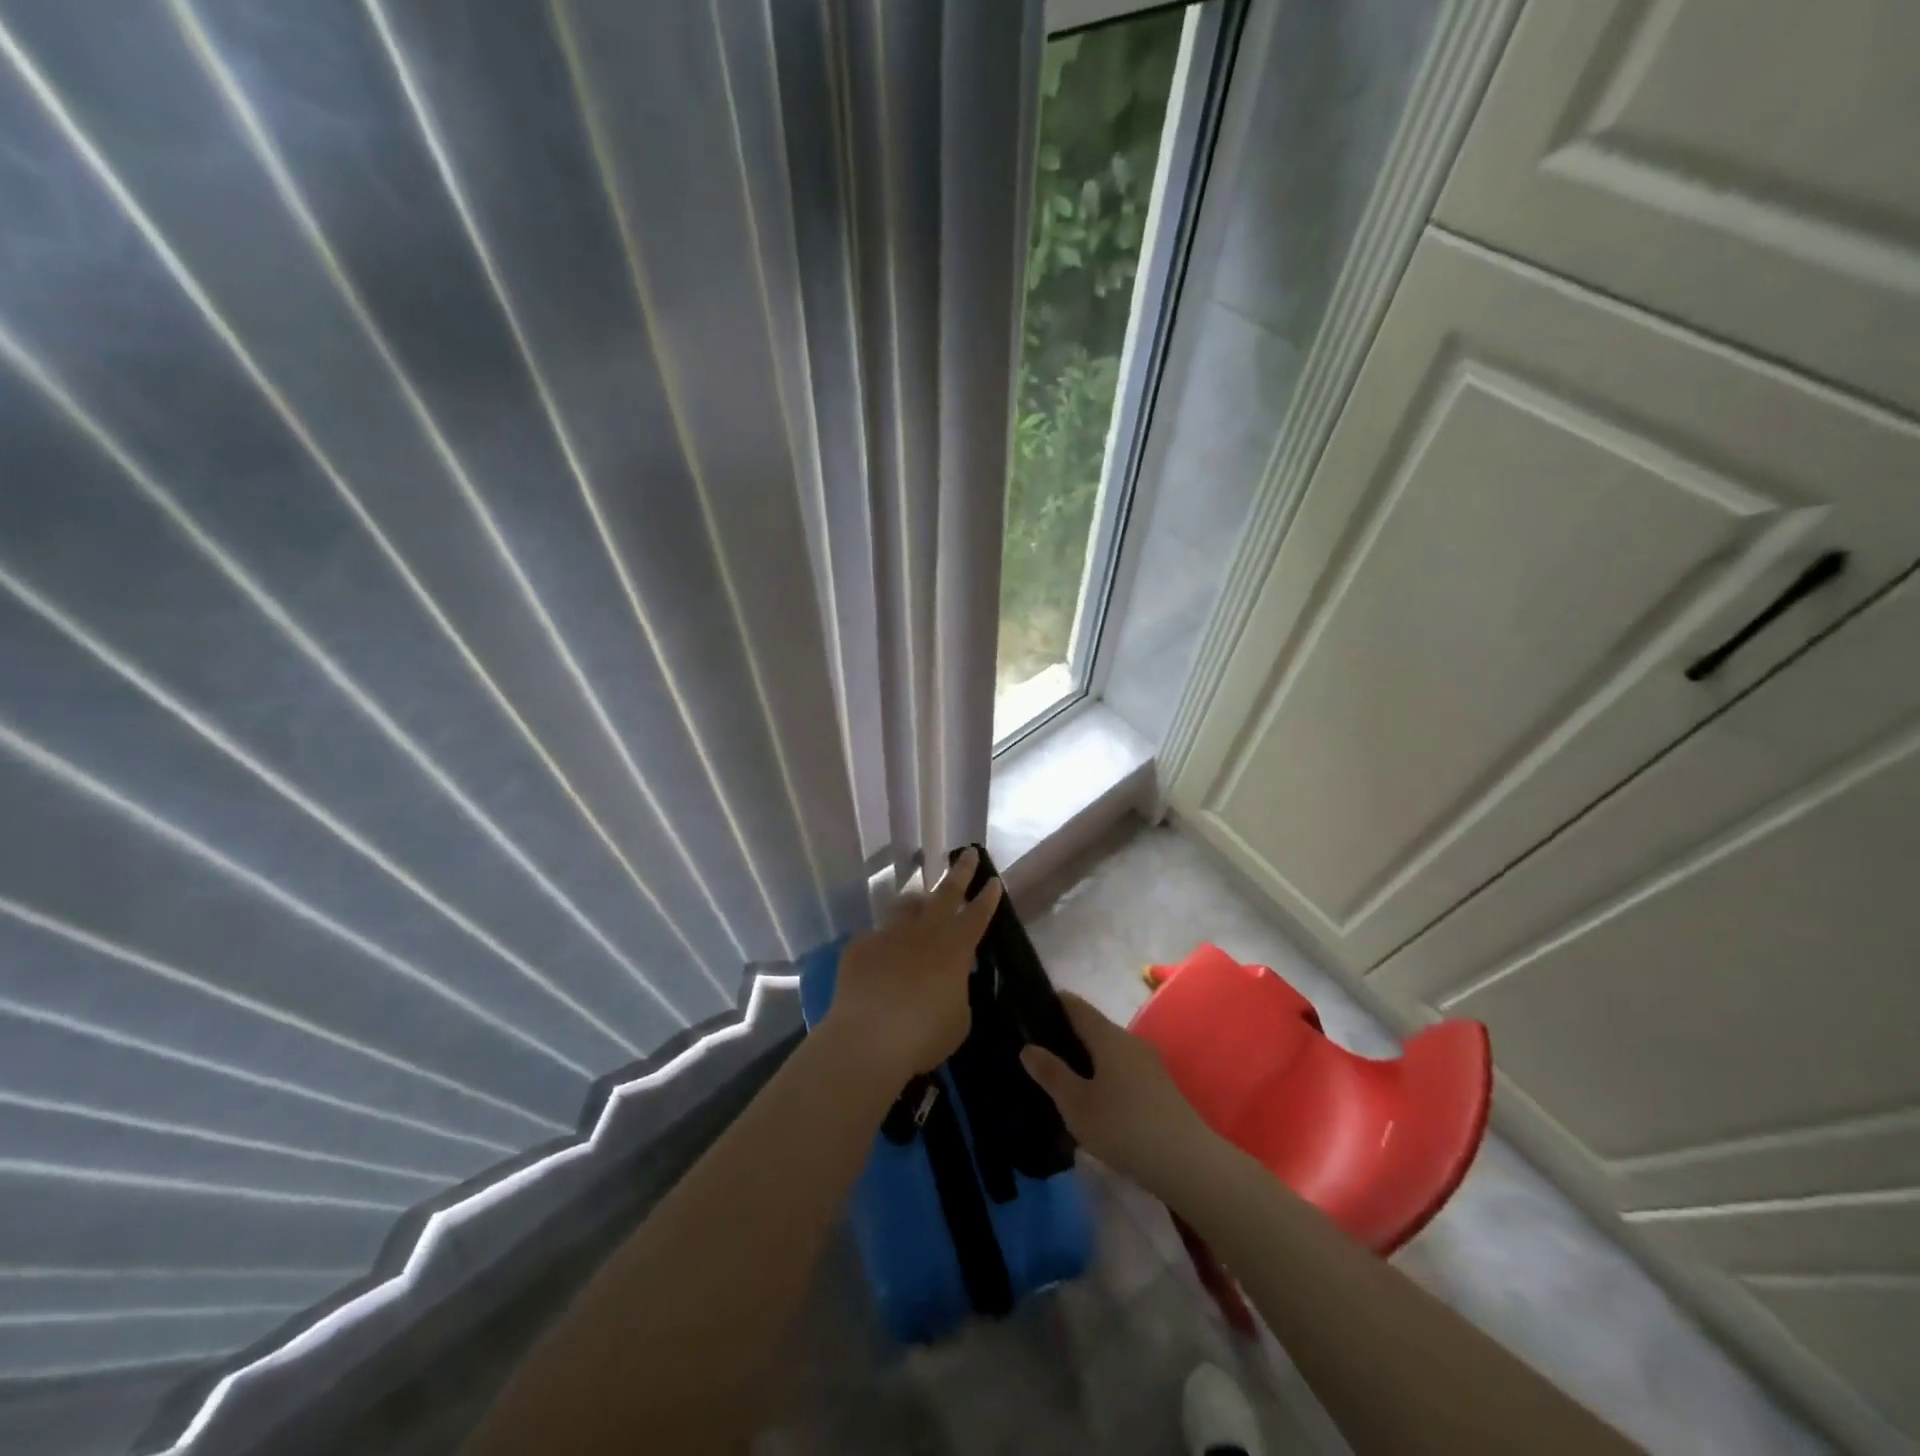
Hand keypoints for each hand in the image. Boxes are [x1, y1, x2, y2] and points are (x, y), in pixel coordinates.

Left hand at [827, 847, 1003, 1084]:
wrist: (868, 1037)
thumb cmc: (925, 1034)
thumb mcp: (958, 1018)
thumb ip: (957, 992)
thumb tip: (948, 983)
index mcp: (955, 948)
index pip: (977, 915)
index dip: (987, 898)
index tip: (993, 879)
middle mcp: (924, 932)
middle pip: (946, 892)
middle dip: (960, 871)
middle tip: (966, 852)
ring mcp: (889, 935)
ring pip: (905, 907)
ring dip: (915, 904)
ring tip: (918, 905)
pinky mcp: (859, 946)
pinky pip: (874, 938)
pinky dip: (881, 946)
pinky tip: (878, 960)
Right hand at [1020, 993, 1225, 1202]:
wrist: (1187, 1162)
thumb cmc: (1123, 1126)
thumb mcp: (1076, 1104)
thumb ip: (1051, 1073)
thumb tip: (1028, 1047)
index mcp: (1107, 1035)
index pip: (1075, 1005)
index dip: (1052, 1003)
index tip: (1029, 1011)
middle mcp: (1129, 1040)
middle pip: (1092, 1027)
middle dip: (1066, 1035)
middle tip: (1039, 1052)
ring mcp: (1148, 1063)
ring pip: (1108, 1051)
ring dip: (1085, 1059)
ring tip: (1062, 1079)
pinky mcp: (1159, 1087)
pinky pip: (1122, 1069)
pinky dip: (1103, 1075)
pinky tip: (1093, 1100)